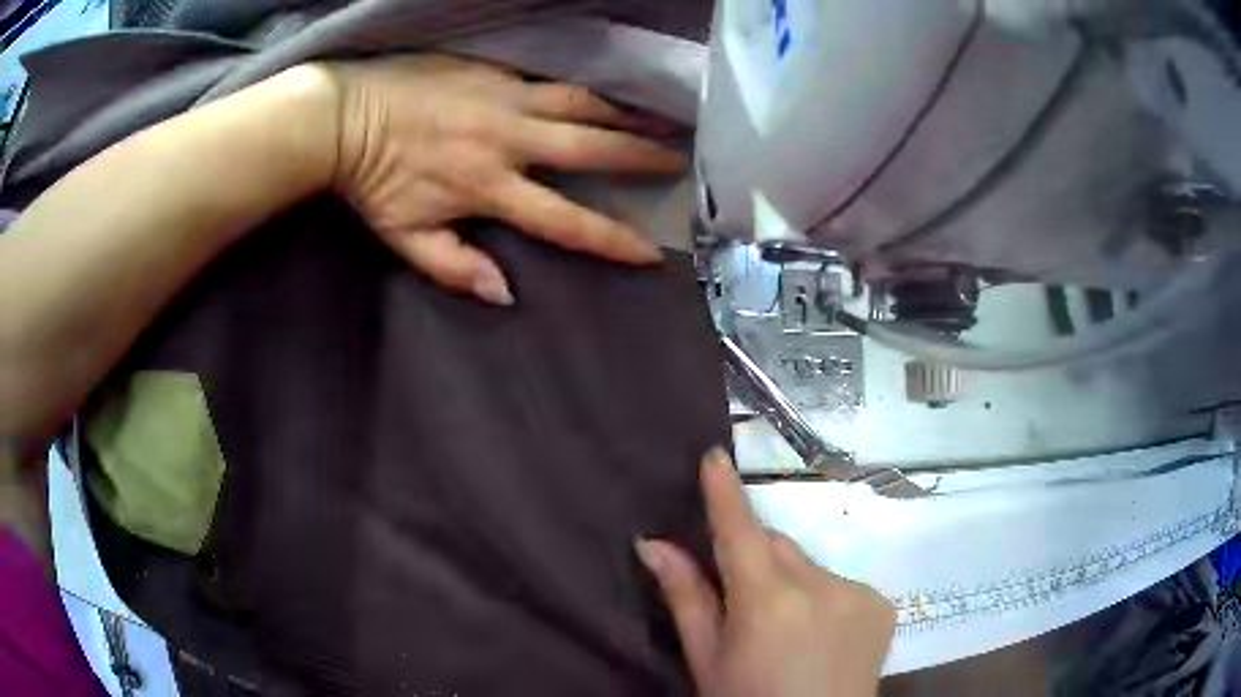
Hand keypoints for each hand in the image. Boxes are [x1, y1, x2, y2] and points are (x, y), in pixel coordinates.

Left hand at [325, 55, 685, 305]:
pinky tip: (602, 90)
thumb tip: (506, 293)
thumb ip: (455, 267)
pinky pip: (550, 79)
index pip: (565, 220)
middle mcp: (510, 139)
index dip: (612, 239)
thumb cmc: (370, 180)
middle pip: (591, 148)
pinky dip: (582, 88)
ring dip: (624, 112)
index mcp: (489, 187)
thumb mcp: (404, 237)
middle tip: (679, 159)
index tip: (651, 252)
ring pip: (581, 103)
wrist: (342, 115)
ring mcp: (505, 97)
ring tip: (659, 118)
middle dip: (640, 156)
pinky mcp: (494, 72)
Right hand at [637, 449, 895, 696]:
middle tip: (741, 597)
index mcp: (767, 601)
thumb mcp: (707, 659)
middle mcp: (820, 585)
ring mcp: (859, 592)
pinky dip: (824, 598)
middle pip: (777, 547)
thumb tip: (653, 544)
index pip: (740, 532)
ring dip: (791, 582)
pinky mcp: (882, 603)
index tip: (714, 455)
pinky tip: (820, 635)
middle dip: (755, 557)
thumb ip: (686, 597)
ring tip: (785, 629)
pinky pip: (841, 584)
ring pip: (810, 566)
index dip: (725, 493)